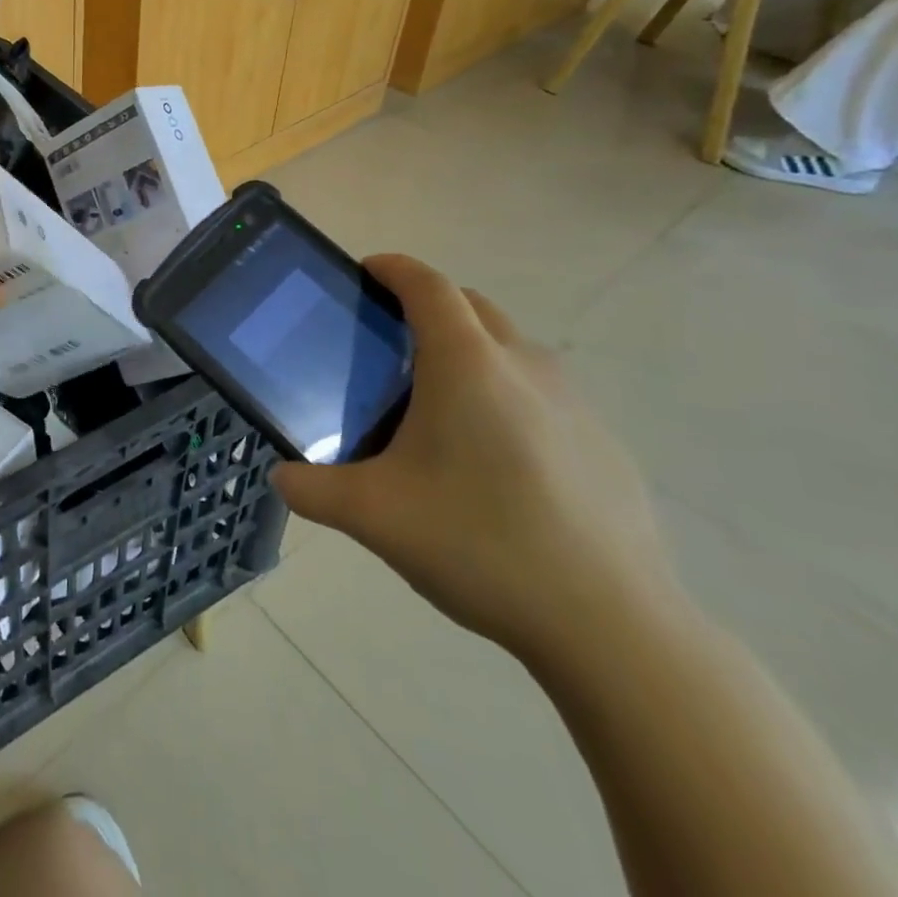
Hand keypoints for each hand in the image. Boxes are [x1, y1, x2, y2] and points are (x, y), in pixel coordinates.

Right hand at [270, 255, 680, 667]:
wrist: (614, 628)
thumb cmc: (480, 544)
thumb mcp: (373, 516)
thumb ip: (312, 490)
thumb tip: (283, 477)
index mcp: (466, 365)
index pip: (428, 286)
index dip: (394, 268)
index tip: (366, 271)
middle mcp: (524, 367)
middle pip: (472, 306)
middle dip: (429, 304)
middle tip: (389, 340)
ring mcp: (575, 405)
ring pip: (512, 348)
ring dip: (471, 349)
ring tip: (437, 403)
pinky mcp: (605, 445)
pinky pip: (543, 393)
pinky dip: (508, 394)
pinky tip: (494, 462)